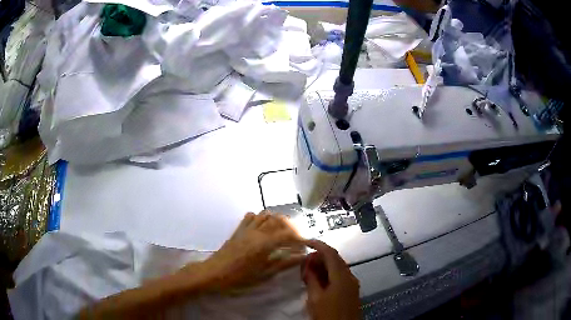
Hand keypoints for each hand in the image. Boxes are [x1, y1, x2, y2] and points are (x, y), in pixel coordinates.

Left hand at [182, 212, 304, 292]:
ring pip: (266, 215)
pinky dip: (261, 218)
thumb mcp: (264, 274)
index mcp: (265, 243)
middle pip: (279, 221)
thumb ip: (284, 263)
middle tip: (298, 239)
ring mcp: (246, 228)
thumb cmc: (240, 277)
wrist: (214, 273)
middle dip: (292, 227)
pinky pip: (251, 217)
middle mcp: (257, 231)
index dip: (301, 238)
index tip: (307, 244)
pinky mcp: (238, 230)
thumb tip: (301, 257)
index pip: (289, 234)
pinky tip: (264, 227)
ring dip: (278, 221)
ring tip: (283, 232)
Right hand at [303, 240, 360, 319]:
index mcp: (341, 276)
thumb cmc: (328, 314)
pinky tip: (318, 280)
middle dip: (319, 257)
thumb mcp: (315, 299)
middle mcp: (350, 277)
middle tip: (304, 262)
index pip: (331, 253)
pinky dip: (329, 274)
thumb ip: (312, 280)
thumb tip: (308, 266)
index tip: (305, 242)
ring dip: (324, 266)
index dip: (318, 245)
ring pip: (338, 268)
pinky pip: (340, 276)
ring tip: (308, 271)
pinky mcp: (351, 291)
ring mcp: (352, 284)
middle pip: (335, 260)